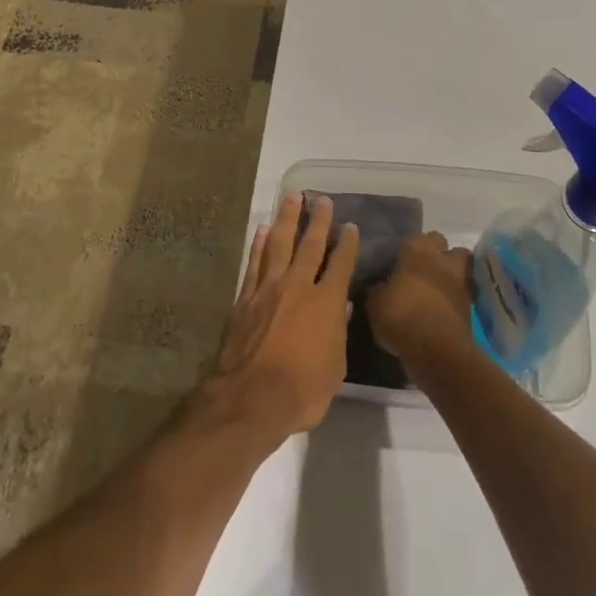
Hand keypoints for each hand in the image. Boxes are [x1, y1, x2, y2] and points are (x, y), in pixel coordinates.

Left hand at [201, 194, 356, 444]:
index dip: (347, 243)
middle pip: (310, 244)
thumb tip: (341, 306)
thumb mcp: (334, 369)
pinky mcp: (245, 297)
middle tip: (322, 199)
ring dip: (286, 219)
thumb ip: (338, 333)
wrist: (249, 398)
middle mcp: (298, 286)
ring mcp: (268, 288)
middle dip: (318, 220)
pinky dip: (258, 244)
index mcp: (326, 303)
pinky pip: (254, 262)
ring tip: (291, 197)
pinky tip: (261, 229)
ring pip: (279, 243)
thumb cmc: (301, 391)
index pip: (341, 264)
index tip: (351, 226)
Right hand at [367, 232, 473, 361]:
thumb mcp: (375, 303)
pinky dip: (454, 300)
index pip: (415, 237)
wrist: (437, 350)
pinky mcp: (471, 308)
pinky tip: (441, 311)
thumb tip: (381, 288)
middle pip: (444, 245)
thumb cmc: (401, 316)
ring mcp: (460, 283)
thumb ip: (379, 290)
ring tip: (435, 290)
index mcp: (417, 251)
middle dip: (436, 254)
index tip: (399, 261)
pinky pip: (462, 295)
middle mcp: (442, 260)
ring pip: (460, 268)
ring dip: (450, 275)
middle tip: (420, 271)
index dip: (408, 248)